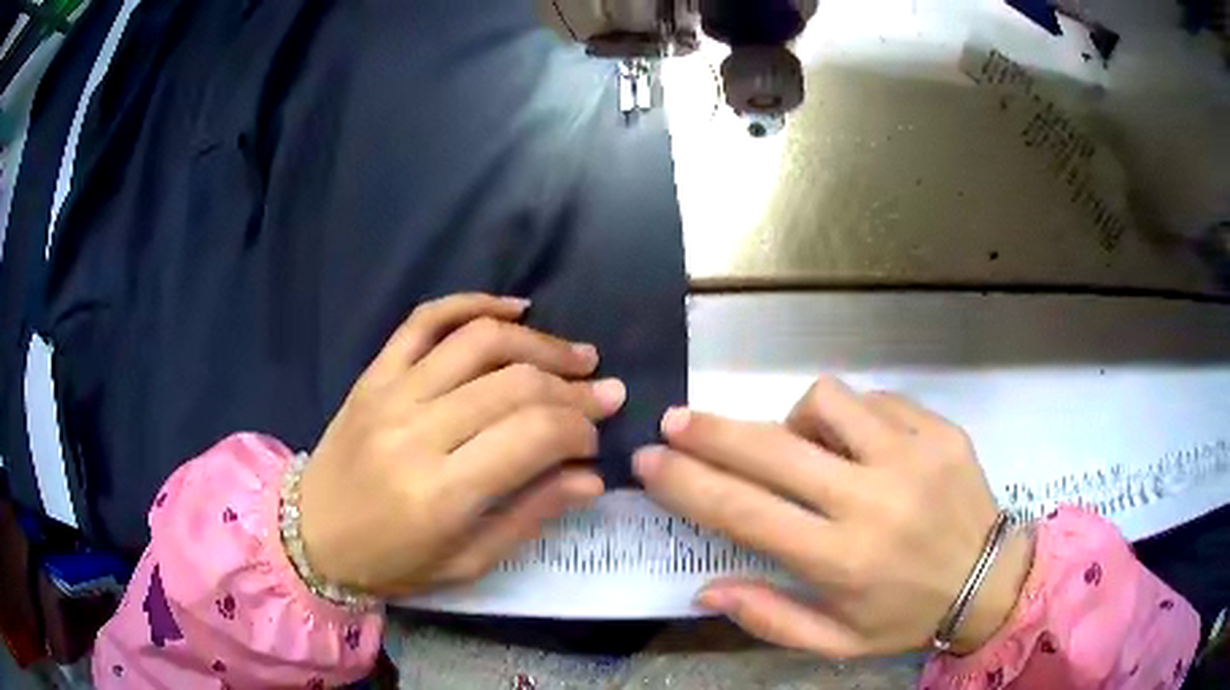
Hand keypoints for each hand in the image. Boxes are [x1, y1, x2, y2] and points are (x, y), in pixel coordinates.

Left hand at [299, 294, 626, 596]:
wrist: (309, 535)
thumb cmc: (390, 563)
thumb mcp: (466, 563)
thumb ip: (530, 516)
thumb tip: (591, 477)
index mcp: (441, 493)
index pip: (533, 435)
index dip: (579, 429)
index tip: (596, 438)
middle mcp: (417, 431)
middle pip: (514, 383)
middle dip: (572, 386)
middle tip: (604, 392)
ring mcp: (391, 392)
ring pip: (479, 342)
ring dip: (539, 342)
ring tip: (576, 354)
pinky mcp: (374, 373)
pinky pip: (425, 319)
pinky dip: (473, 303)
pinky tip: (513, 308)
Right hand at [634, 377, 1033, 657]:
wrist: (991, 579)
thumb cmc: (906, 617)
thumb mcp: (835, 642)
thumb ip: (769, 617)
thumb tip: (705, 589)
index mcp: (841, 560)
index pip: (743, 512)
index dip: (686, 483)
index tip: (648, 462)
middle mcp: (872, 500)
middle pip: (773, 449)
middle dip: (711, 431)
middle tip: (676, 422)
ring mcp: (911, 455)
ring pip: (824, 402)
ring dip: (795, 421)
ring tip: (804, 449)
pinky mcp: (938, 429)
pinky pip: (873, 399)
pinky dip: (851, 418)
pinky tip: (862, 445)